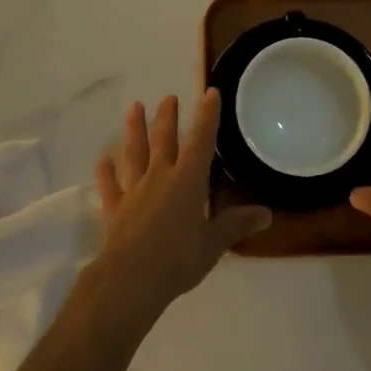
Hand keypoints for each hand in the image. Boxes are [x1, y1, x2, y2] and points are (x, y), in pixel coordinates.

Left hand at [89, 91, 271, 325]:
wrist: (131, 278)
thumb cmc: (178, 259)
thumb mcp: (214, 243)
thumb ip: (237, 224)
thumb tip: (267, 214)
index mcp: (188, 181)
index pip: (201, 141)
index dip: (206, 117)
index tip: (209, 93)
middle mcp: (160, 177)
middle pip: (164, 140)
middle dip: (167, 117)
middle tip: (169, 97)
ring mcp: (135, 190)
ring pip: (135, 153)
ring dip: (134, 129)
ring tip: (134, 107)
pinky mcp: (115, 208)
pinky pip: (110, 185)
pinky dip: (106, 172)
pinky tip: (103, 160)